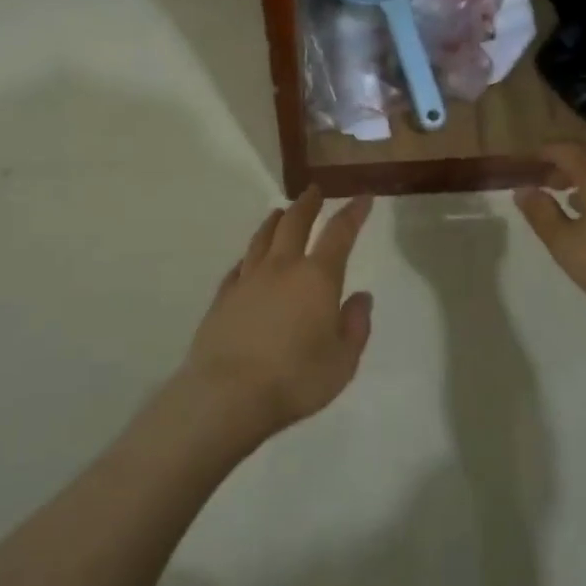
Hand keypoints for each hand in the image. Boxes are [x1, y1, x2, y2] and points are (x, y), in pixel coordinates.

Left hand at [182, 187, 375, 437]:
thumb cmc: (295, 379)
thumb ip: (356, 326)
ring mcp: (248, 279)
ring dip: (275, 221)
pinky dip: (249, 256)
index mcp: (317, 278)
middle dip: (308, 204)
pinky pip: (239, 266)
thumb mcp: (342, 361)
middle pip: (294, 223)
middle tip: (314, 191)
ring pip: (262, 238)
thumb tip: (361, 297)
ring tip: (280, 212)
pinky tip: (248, 260)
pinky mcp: (223, 297)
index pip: (339, 234)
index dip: (353, 213)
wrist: (227, 395)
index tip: (362, 197)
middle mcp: (282, 268)